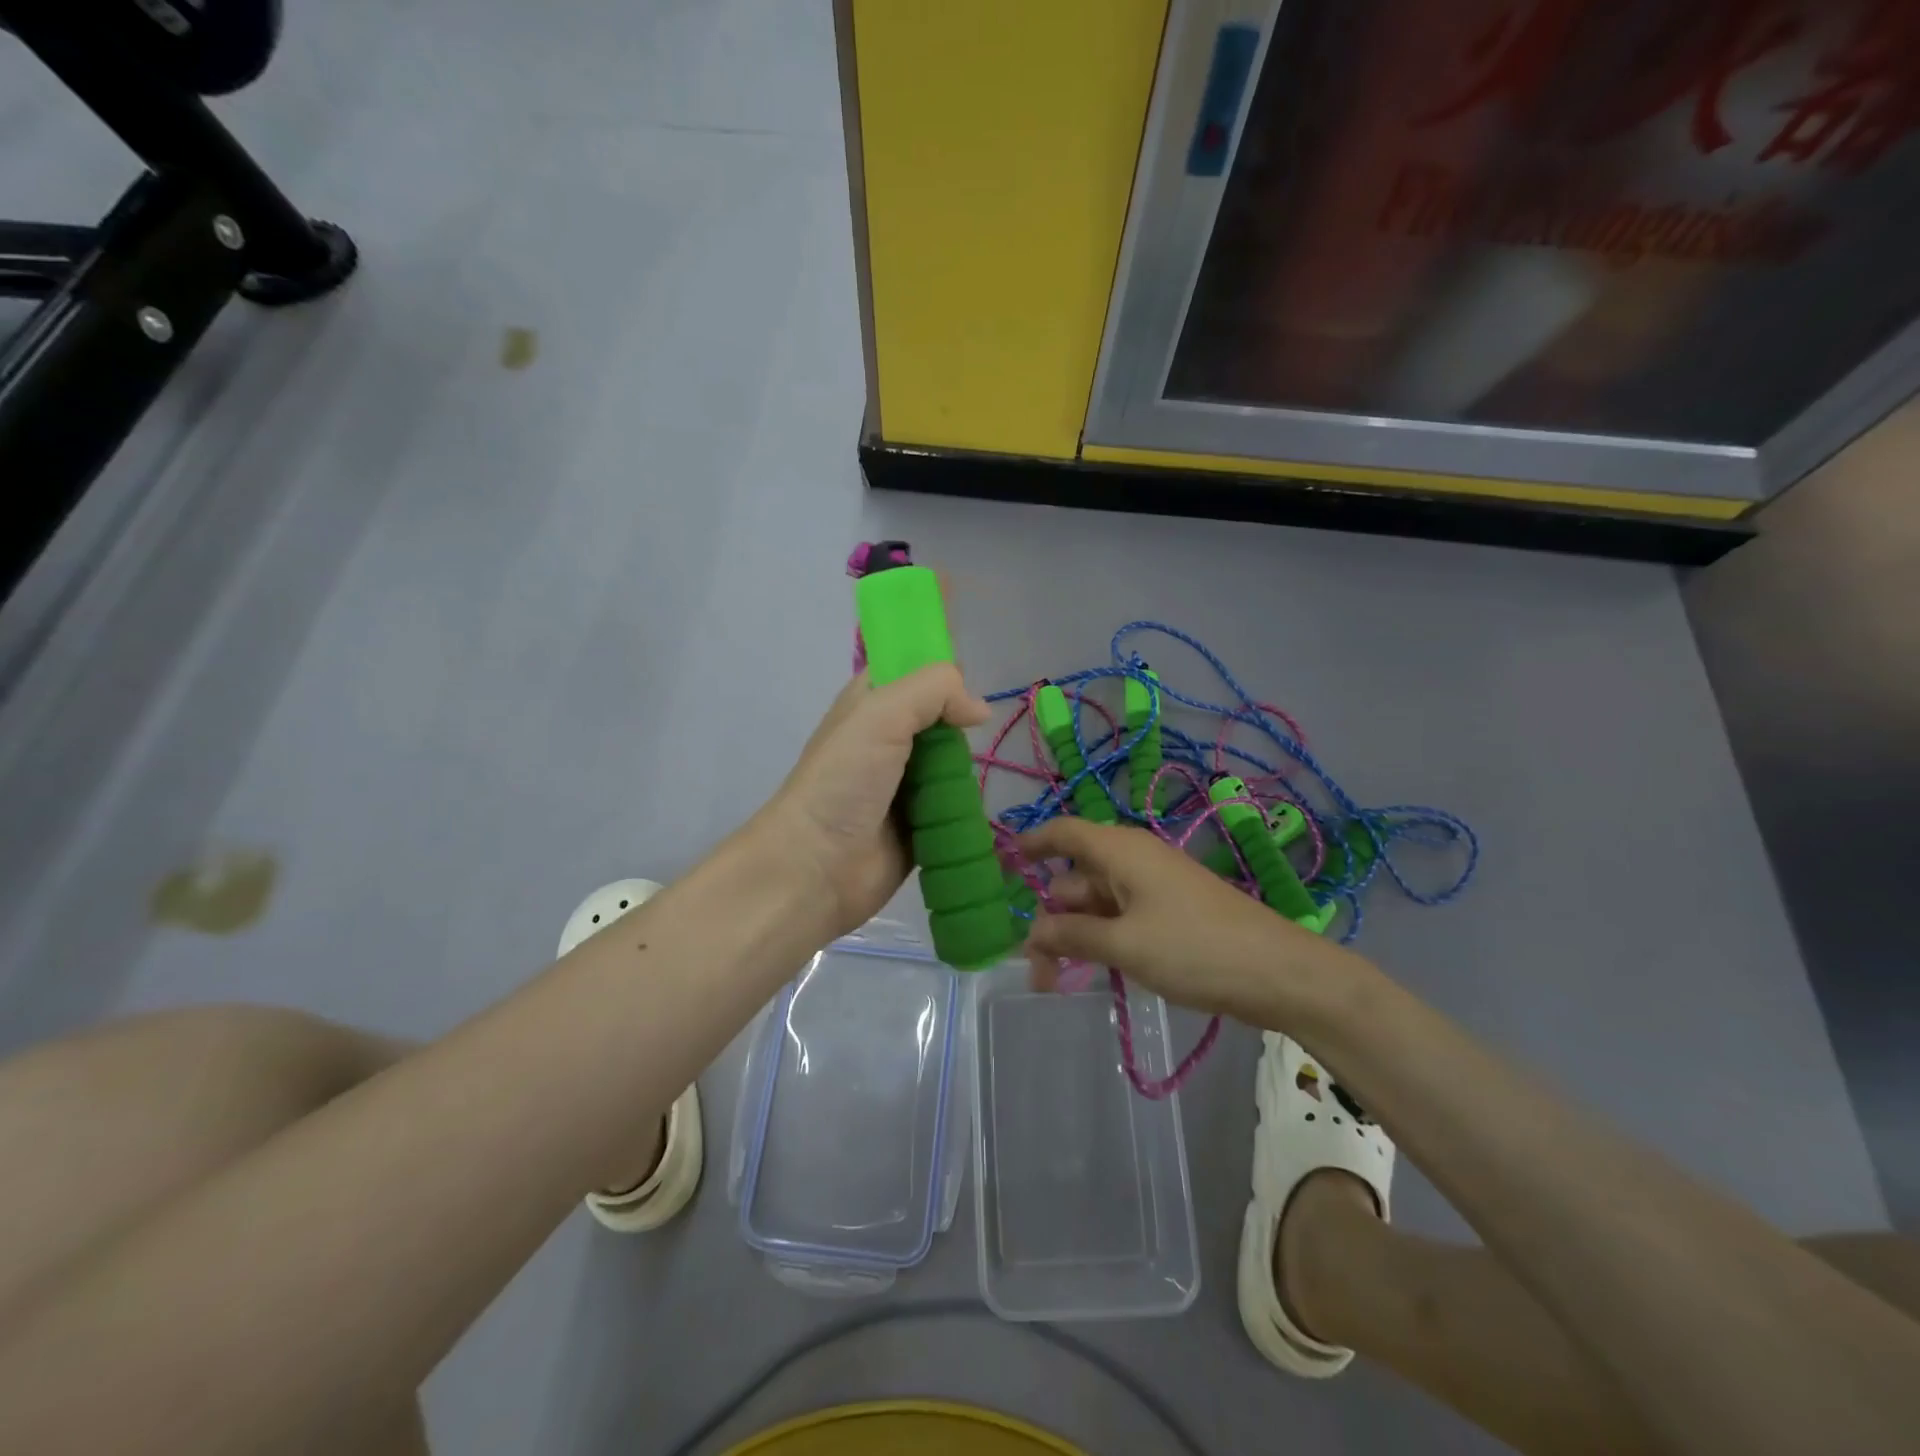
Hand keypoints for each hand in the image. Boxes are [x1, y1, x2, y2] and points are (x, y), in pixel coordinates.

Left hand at [757, 664, 990, 939]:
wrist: (817, 867)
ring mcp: (906, 783)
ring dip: (966, 768)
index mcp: (872, 702)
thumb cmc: (843, 781)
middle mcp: (889, 737)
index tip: (969, 675)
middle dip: (961, 722)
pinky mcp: (921, 823)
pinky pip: (957, 804)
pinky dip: (968, 805)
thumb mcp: (881, 715)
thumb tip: (980, 710)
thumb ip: (934, 691)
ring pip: (954, 761)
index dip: (940, 665)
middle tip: (975, 732)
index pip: (911, 666)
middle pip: (942, 716)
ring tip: (969, 777)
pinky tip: (978, 807)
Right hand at [1018, 818, 1365, 1028]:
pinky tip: (1092, 972)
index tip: (1001, 866)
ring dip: (1073, 938)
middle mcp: (1132, 861)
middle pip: (1074, 880)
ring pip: (1096, 905)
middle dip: (1050, 919)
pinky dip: (1100, 941)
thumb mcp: (1124, 945)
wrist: (1279, 973)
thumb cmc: (1195, 948)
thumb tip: (1031, 933)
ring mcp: (1152, 888)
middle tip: (1034, 969)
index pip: (1062, 833)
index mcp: (1120, 850)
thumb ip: (1072, 936)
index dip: (1030, 845)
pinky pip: (1120, 919)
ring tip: (1055, 982)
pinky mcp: (1168, 914)